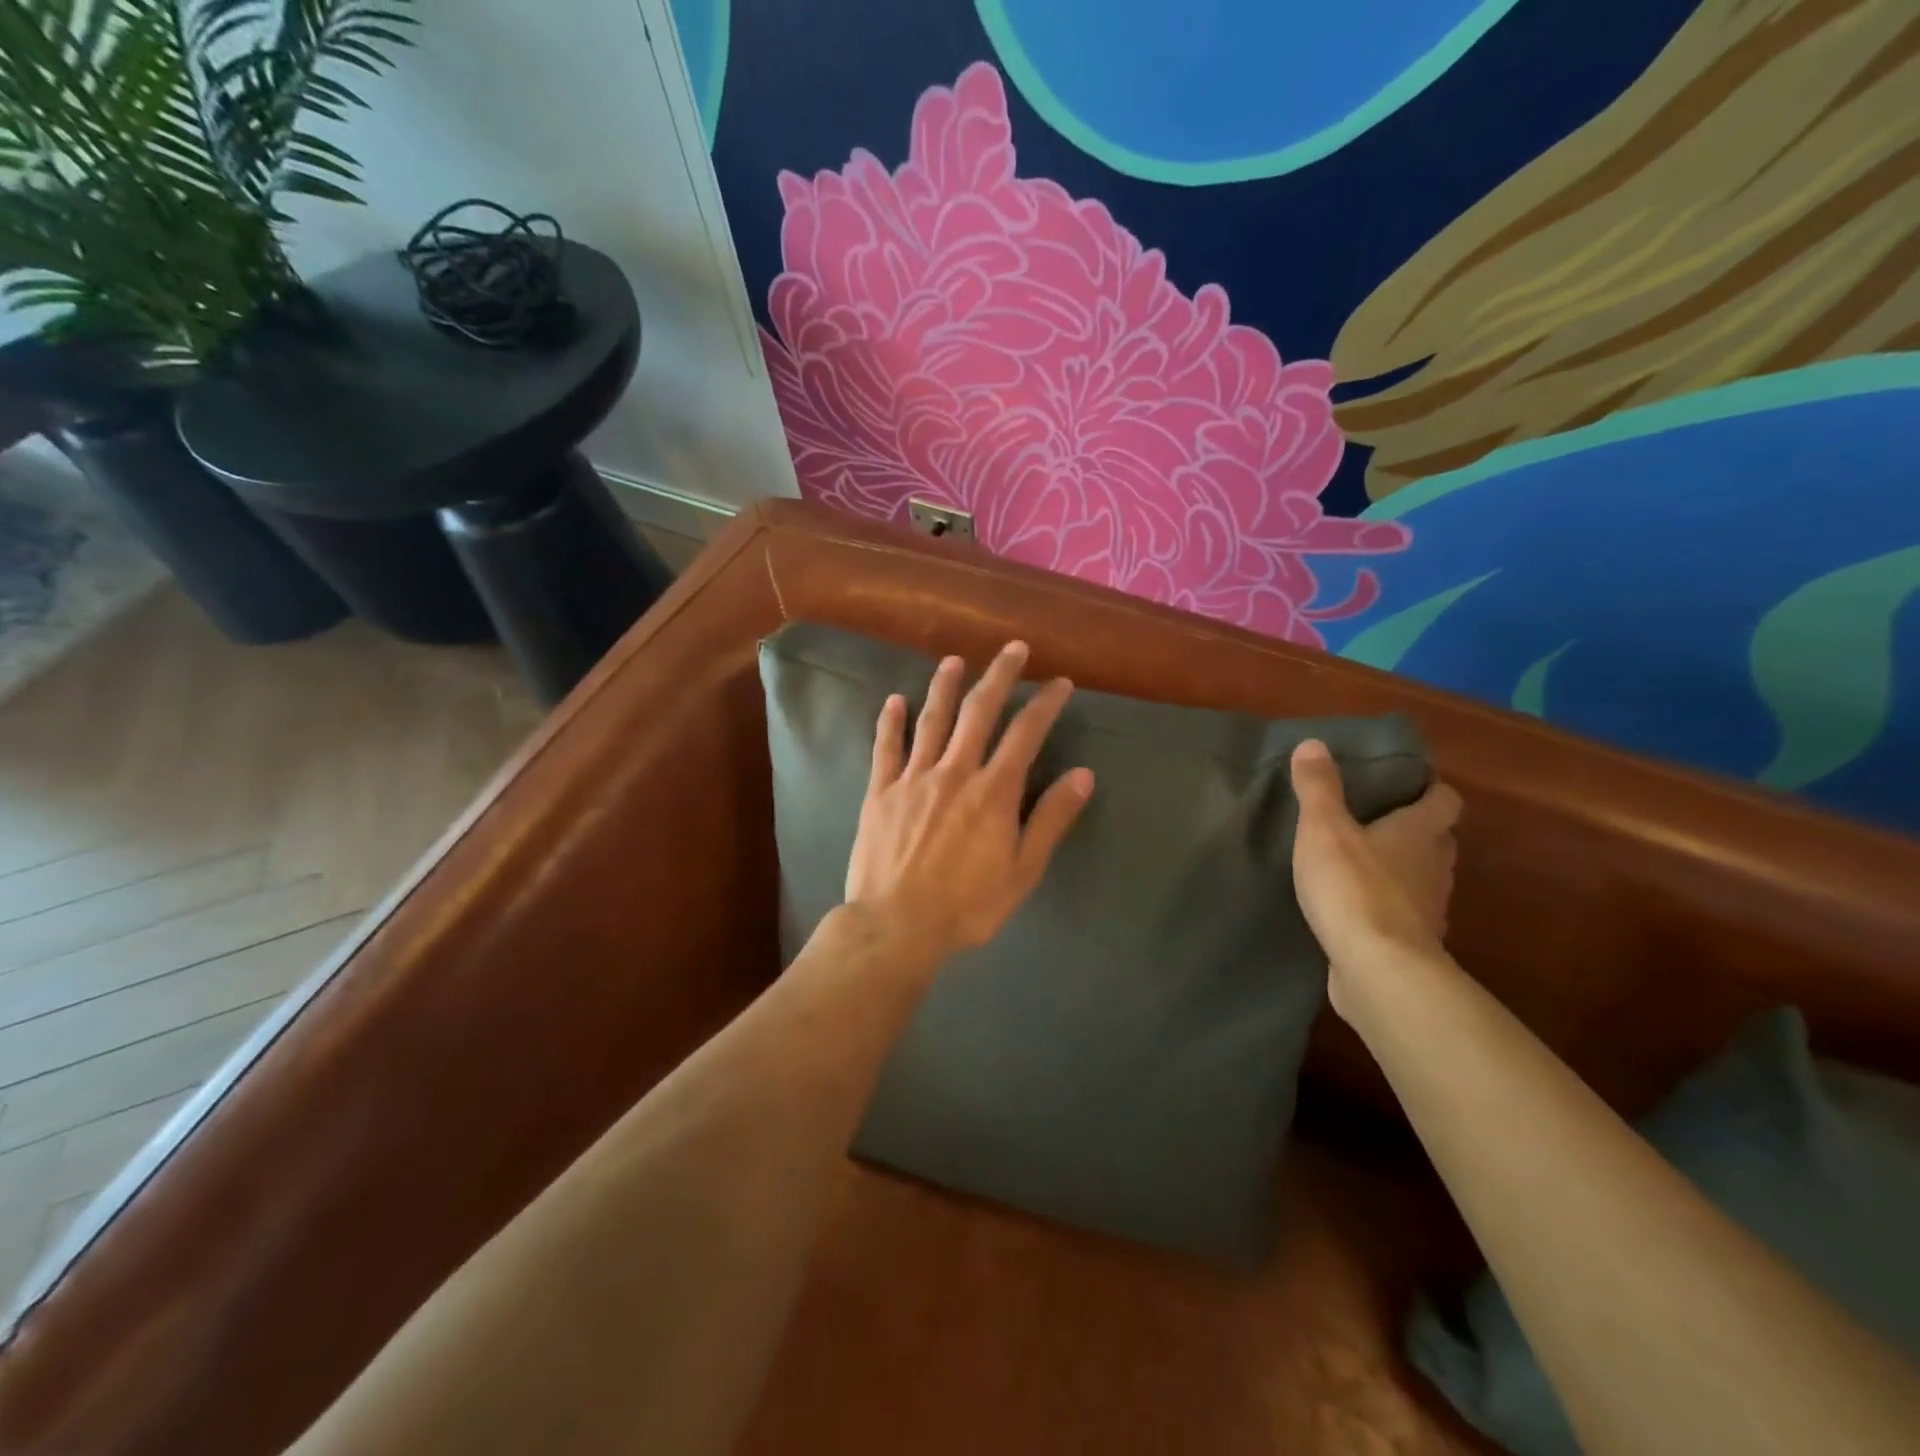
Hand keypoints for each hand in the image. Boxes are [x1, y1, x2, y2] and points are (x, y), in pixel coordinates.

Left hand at [844, 641, 1094, 966]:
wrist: (896, 925)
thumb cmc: (967, 905)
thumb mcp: (1023, 871)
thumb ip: (1051, 819)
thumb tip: (1083, 775)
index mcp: (993, 791)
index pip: (1026, 733)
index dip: (1046, 703)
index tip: (1060, 683)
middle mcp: (955, 771)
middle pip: (979, 711)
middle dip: (999, 676)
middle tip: (1013, 648)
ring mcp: (913, 778)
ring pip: (931, 720)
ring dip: (944, 686)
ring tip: (953, 660)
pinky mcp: (880, 791)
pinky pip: (886, 748)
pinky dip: (890, 722)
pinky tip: (894, 700)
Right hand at [1290, 739, 1461, 1009]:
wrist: (1377, 969)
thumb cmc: (1353, 887)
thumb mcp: (1323, 829)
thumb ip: (1318, 788)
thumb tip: (1314, 743)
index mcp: (1419, 833)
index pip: (1444, 800)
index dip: (1430, 789)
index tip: (1406, 783)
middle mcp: (1434, 868)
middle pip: (1438, 840)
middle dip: (1416, 830)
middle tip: (1377, 821)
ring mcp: (1429, 910)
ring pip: (1424, 879)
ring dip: (1403, 871)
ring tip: (1364, 865)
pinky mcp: (1413, 944)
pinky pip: (1406, 916)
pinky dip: (1390, 909)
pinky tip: (1358, 910)